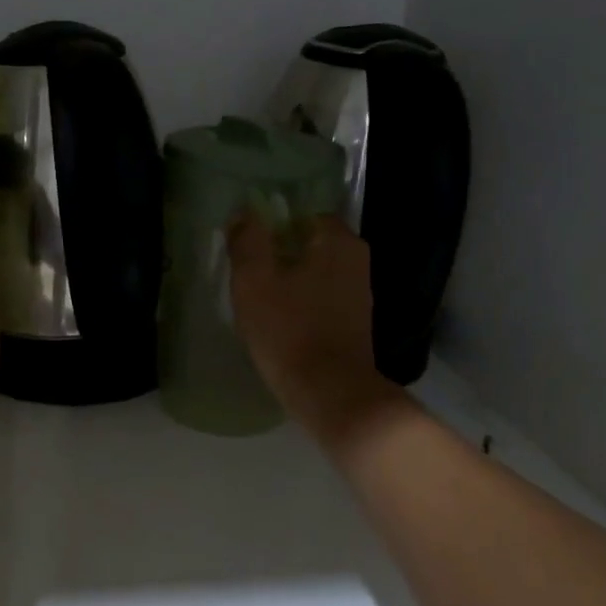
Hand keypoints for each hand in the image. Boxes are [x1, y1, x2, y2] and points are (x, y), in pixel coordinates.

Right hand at [229, 214, 402, 449]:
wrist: (330, 392)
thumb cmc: (289, 329)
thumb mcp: (254, 280)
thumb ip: (247, 241)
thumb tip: (244, 213)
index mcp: (338, 241)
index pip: (303, 215)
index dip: (273, 227)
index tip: (249, 248)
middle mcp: (357, 261)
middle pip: (310, 244)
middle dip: (280, 255)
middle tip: (249, 275)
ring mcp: (360, 294)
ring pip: (316, 273)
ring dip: (290, 281)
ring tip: (260, 300)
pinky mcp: (356, 323)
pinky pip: (322, 299)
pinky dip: (302, 304)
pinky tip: (281, 322)